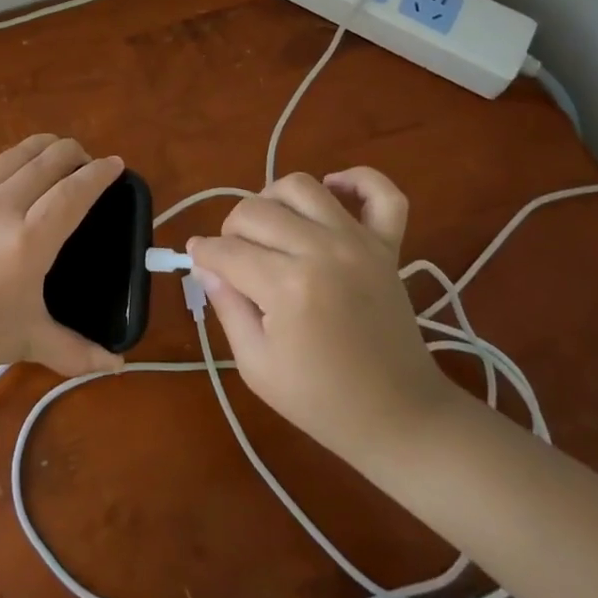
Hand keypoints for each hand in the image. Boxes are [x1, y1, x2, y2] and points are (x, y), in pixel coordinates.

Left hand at [0, 134, 126, 377]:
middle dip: (76, 154)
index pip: (74, 191)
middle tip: (89, 164)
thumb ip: (77, 351)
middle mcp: (6, 205)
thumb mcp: (29, 340)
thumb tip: (117, 365)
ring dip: (47, 147)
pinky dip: (20, 157)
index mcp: (30, 239)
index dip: (99, 174)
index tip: (116, 164)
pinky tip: (22, 172)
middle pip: (50, 159)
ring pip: (21, 152)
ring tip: (60, 158)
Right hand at [188, 168, 454, 465]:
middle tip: (233, 258)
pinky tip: (333, 190)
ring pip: (301, 186)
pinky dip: (357, 180)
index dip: (203, 255)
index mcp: (287, 287)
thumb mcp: (255, 365)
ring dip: (274, 199)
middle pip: (255, 210)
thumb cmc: (320, 400)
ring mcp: (358, 242)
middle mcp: (322, 250)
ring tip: (270, 228)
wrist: (399, 417)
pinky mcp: (387, 245)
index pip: (226, 250)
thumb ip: (227, 305)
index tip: (198, 262)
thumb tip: (205, 264)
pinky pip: (380, 192)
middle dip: (230, 230)